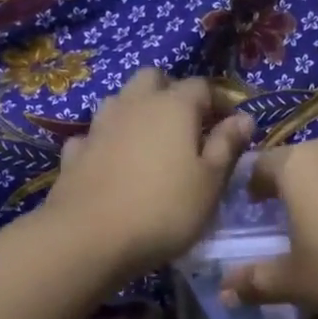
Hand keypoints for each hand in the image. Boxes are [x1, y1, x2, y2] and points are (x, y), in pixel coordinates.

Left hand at [42, 69, 255, 276]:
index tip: (231, 125)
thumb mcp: (210, 184)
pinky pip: (93, 136)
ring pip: (119, 102)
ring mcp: (99, 127)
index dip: (219, 101)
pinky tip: (111, 163)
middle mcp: (133, 104)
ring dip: (136, 113)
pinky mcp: (74, 154)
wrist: (90, 238)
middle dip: (171, 93)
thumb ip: (227, 147)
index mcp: (173, 107)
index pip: (202, 86)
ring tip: (149, 143)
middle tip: (186, 125)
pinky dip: (106, 143)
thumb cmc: (164, 211)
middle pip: (153, 79)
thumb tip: (244, 118)